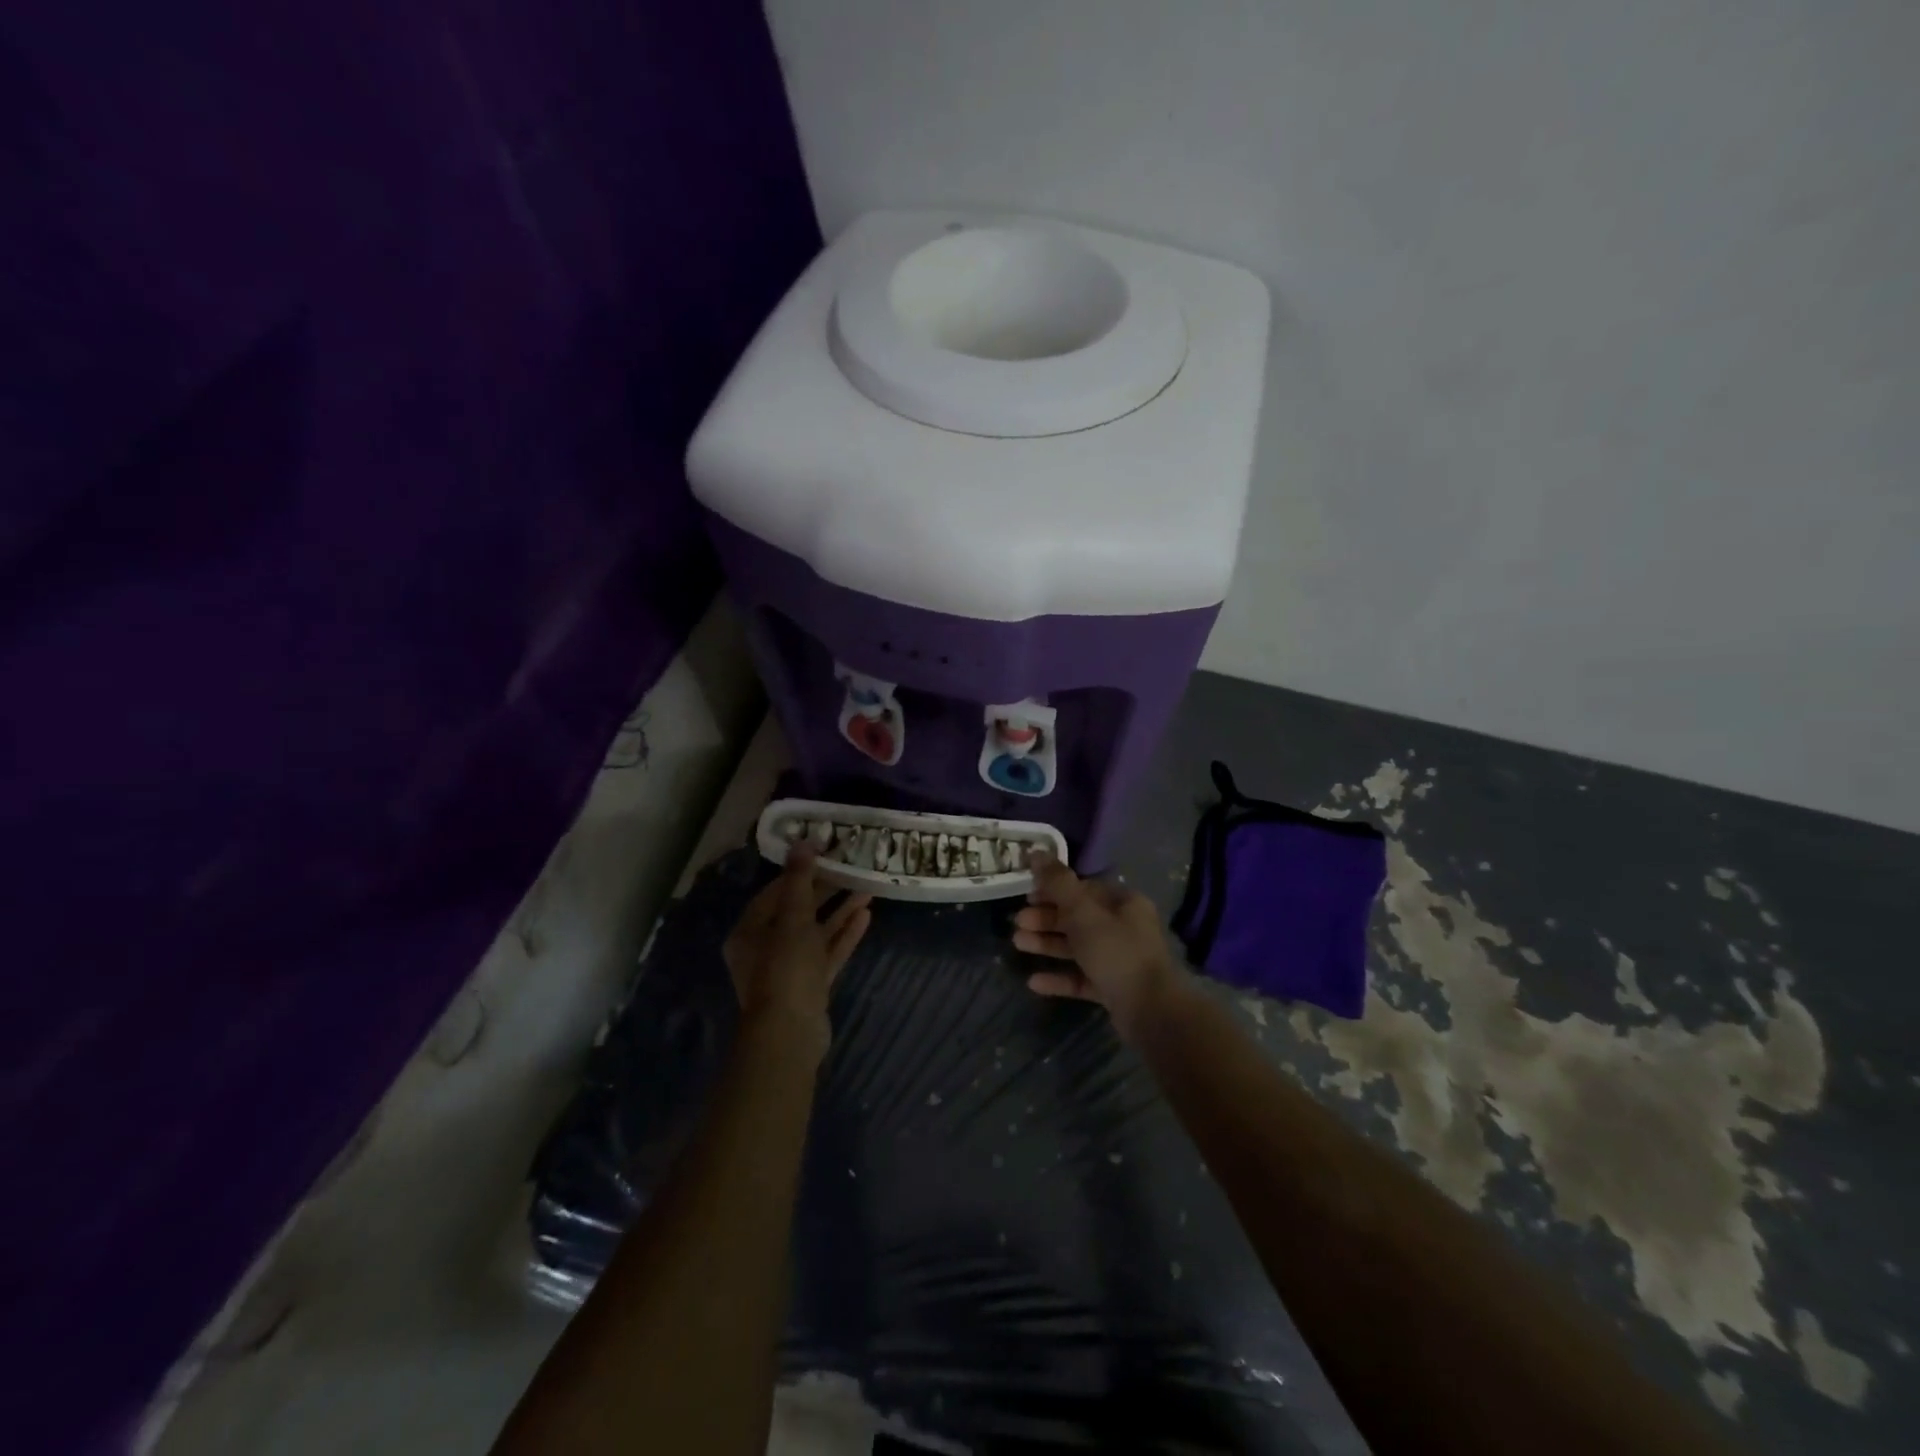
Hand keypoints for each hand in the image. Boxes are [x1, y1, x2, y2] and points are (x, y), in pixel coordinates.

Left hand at [723, 847, 871, 1061]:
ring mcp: (790, 968)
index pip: (775, 891)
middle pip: (797, 911)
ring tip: (867, 887)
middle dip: (825, 889)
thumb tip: (802, 842)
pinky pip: (828, 952)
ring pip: (816, 931)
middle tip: (850, 867)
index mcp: (749, 931)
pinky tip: (866, 915)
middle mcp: (766, 947)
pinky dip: (844, 934)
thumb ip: (799, 880)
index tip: (824, 851)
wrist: (790, 1034)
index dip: (800, 870)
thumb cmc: (784, 969)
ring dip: (840, 910)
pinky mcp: (811, 984)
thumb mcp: (792, 918)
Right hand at [1013, 852, 1189, 1042]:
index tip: (1027, 895)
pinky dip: (1059, 977)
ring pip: (1077, 947)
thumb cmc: (1117, 952)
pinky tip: (1033, 982)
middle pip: (1078, 918)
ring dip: (1047, 944)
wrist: (1152, 1011)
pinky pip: (1082, 978)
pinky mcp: (1114, 989)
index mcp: (1124, 904)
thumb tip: (1036, 852)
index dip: (1054, 890)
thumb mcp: (1083, 912)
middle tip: (1018, 922)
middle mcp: (1124, 928)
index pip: (1084, 888)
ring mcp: (1120, 960)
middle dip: (1046, 919)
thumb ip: (1057, 883)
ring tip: (1018, 943)